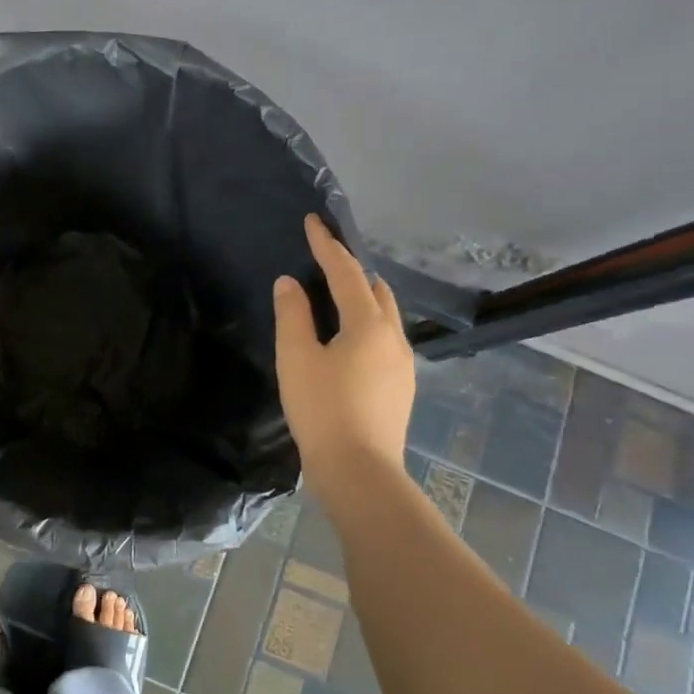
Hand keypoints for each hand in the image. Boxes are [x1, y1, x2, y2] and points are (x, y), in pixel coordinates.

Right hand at [273, 215, 416, 485]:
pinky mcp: (401, 387)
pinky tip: (347, 342)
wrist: (360, 472)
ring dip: (361, 298)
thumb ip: (292, 315)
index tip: (313, 221)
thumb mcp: (296, 358)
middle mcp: (394, 337)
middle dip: (351, 270)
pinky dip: (366, 325)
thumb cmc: (322, 410)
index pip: (346, 272)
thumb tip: (290, 283)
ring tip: (334, 299)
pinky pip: (384, 339)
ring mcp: (403, 364)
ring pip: (385, 316)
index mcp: (369, 324)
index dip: (327, 245)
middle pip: (375, 290)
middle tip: (323, 262)